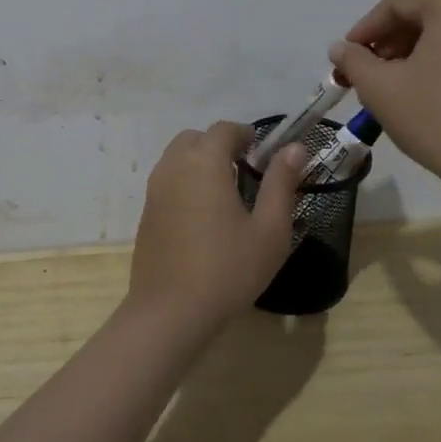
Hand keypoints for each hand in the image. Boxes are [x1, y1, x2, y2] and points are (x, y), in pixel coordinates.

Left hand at [127, 122, 305, 333]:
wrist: (170, 312)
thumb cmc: (228, 269)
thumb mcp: (270, 229)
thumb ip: (282, 182)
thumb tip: (295, 148)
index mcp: (204, 162)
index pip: (224, 129)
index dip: (245, 134)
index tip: (262, 153)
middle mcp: (174, 166)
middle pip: (195, 138)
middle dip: (219, 146)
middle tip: (244, 172)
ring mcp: (154, 190)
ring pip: (177, 158)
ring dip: (200, 163)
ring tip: (225, 194)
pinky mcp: (146, 213)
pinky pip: (167, 181)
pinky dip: (185, 183)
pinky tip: (202, 217)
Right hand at [328, 0, 440, 191]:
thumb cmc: (436, 118)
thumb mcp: (381, 88)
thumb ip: (353, 61)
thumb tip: (340, 49)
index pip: (397, 3)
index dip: (364, 28)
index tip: (345, 58)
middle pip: (420, 14)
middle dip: (385, 41)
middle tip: (362, 73)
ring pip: (440, 32)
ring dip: (406, 53)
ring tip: (385, 85)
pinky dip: (433, 61)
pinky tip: (416, 91)